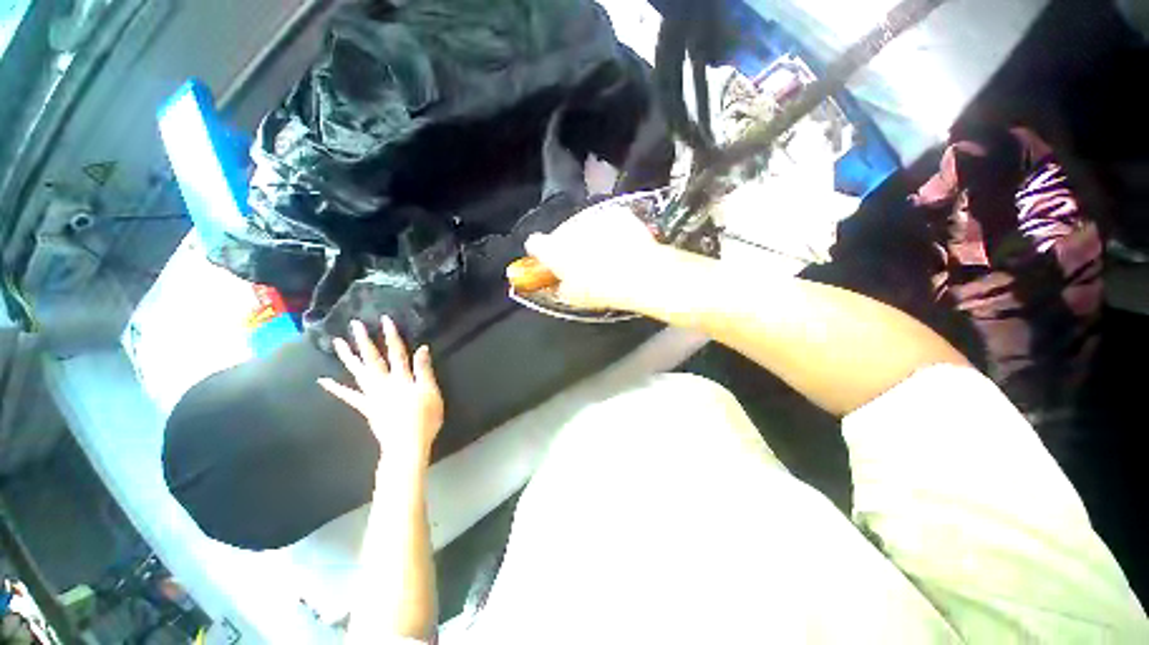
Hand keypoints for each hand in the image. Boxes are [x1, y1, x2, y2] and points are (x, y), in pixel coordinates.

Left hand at [318, 316, 443, 463]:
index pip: (397, 352)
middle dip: (365, 341)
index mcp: (402, 378)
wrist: (407, 444)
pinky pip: (349, 396)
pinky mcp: (366, 407)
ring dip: (349, 357)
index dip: (392, 336)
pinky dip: (336, 388)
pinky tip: (323, 381)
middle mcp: (384, 383)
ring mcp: (372, 395)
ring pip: (359, 372)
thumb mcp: (431, 392)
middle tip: (355, 325)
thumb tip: (422, 348)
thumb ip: (424, 370)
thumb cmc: (425, 417)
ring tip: (338, 342)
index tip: (385, 320)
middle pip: (374, 359)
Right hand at [524, 202, 666, 310]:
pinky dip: (611, 231)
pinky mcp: (615, 213)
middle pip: (561, 234)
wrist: (639, 275)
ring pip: (585, 226)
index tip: (546, 260)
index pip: (534, 244)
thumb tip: (560, 284)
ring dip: (589, 238)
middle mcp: (568, 228)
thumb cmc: (602, 290)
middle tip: (582, 264)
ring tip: (606, 257)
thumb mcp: (573, 298)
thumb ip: (560, 287)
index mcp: (553, 249)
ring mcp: (593, 217)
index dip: (539, 253)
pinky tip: (620, 246)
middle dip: (568, 246)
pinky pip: (607, 221)